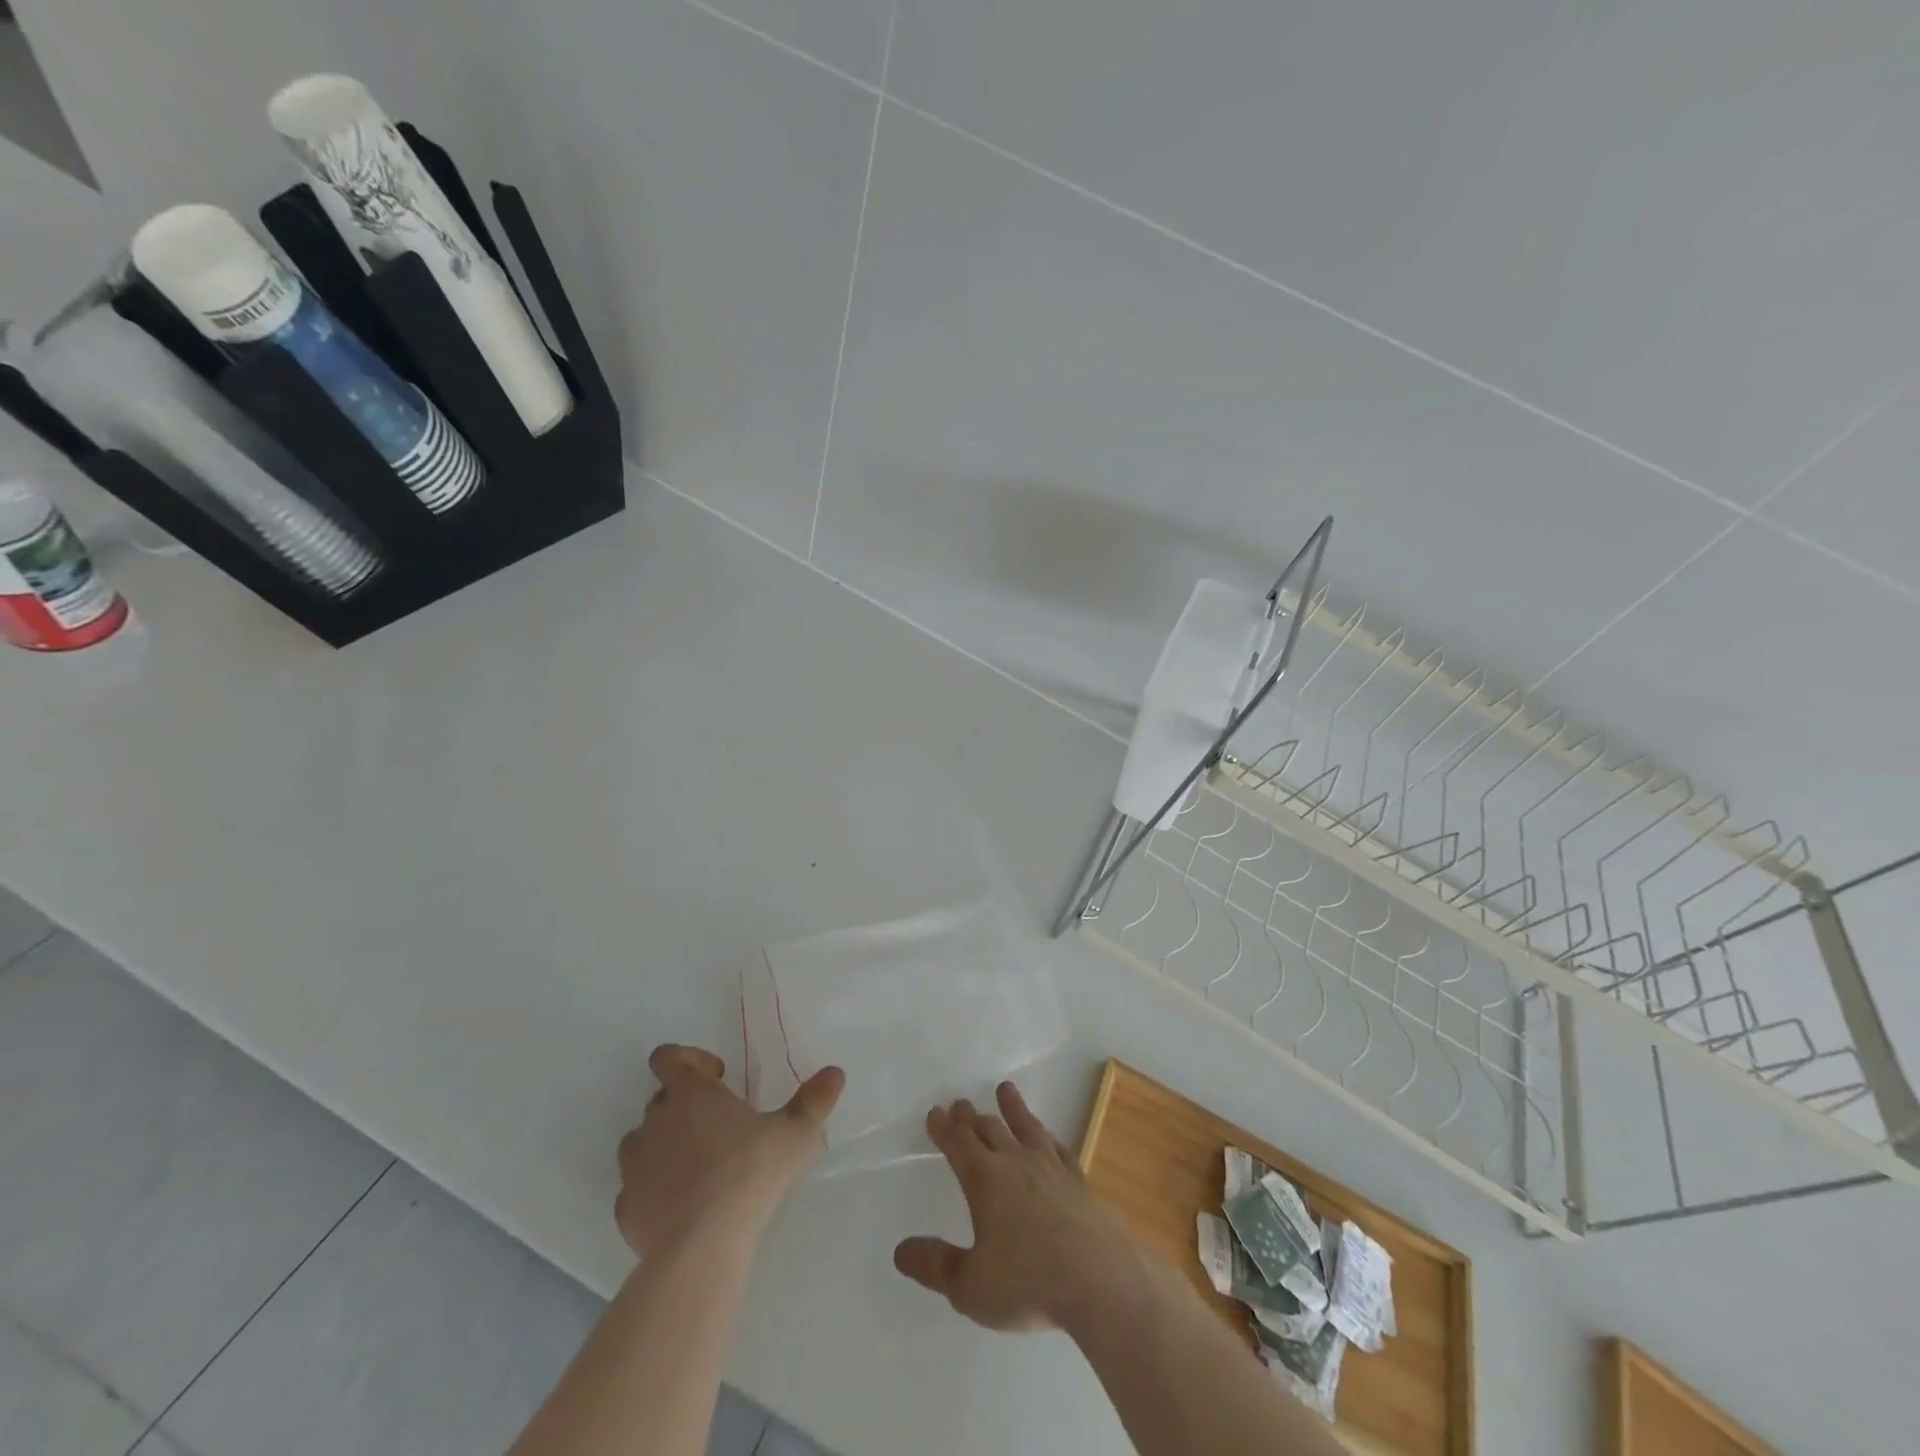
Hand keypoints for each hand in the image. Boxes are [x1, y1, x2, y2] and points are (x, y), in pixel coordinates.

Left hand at [615, 1044, 843, 1256]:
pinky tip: (678, 1205)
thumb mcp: (795, 1134)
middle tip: (718, 1125)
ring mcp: (635, 1166)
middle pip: (660, 1099)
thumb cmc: (750, 1173)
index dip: (689, 1060)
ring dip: (662, 1144)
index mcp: (691, 1094)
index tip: (719, 1078)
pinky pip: (634, 1188)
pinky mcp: (625, 1208)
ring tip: (695, 1165)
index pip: (668, 1056)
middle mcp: (656, 1121)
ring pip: (641, 1141)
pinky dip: (652, 1189)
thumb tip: (835, 1072)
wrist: (702, 1246)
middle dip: (684, 1105)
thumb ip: (814, 1100)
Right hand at [893, 1082, 1142, 1332]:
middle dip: (971, 1117)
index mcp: (985, 1180)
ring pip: (1026, 1127)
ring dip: (1012, 1108)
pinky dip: (1048, 1137)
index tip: (935, 1113)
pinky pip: (1058, 1148)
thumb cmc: (1027, 1284)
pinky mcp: (1079, 1182)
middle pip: (989, 1129)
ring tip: (1005, 1089)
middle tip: (960, 1104)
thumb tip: (901, 1250)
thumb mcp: (970, 1287)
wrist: (1099, 1282)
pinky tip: (1048, 1138)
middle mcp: (1016, 1162)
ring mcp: (1051, 1168)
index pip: (958, 1144)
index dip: (944, 1128)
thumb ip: (935, 1266)